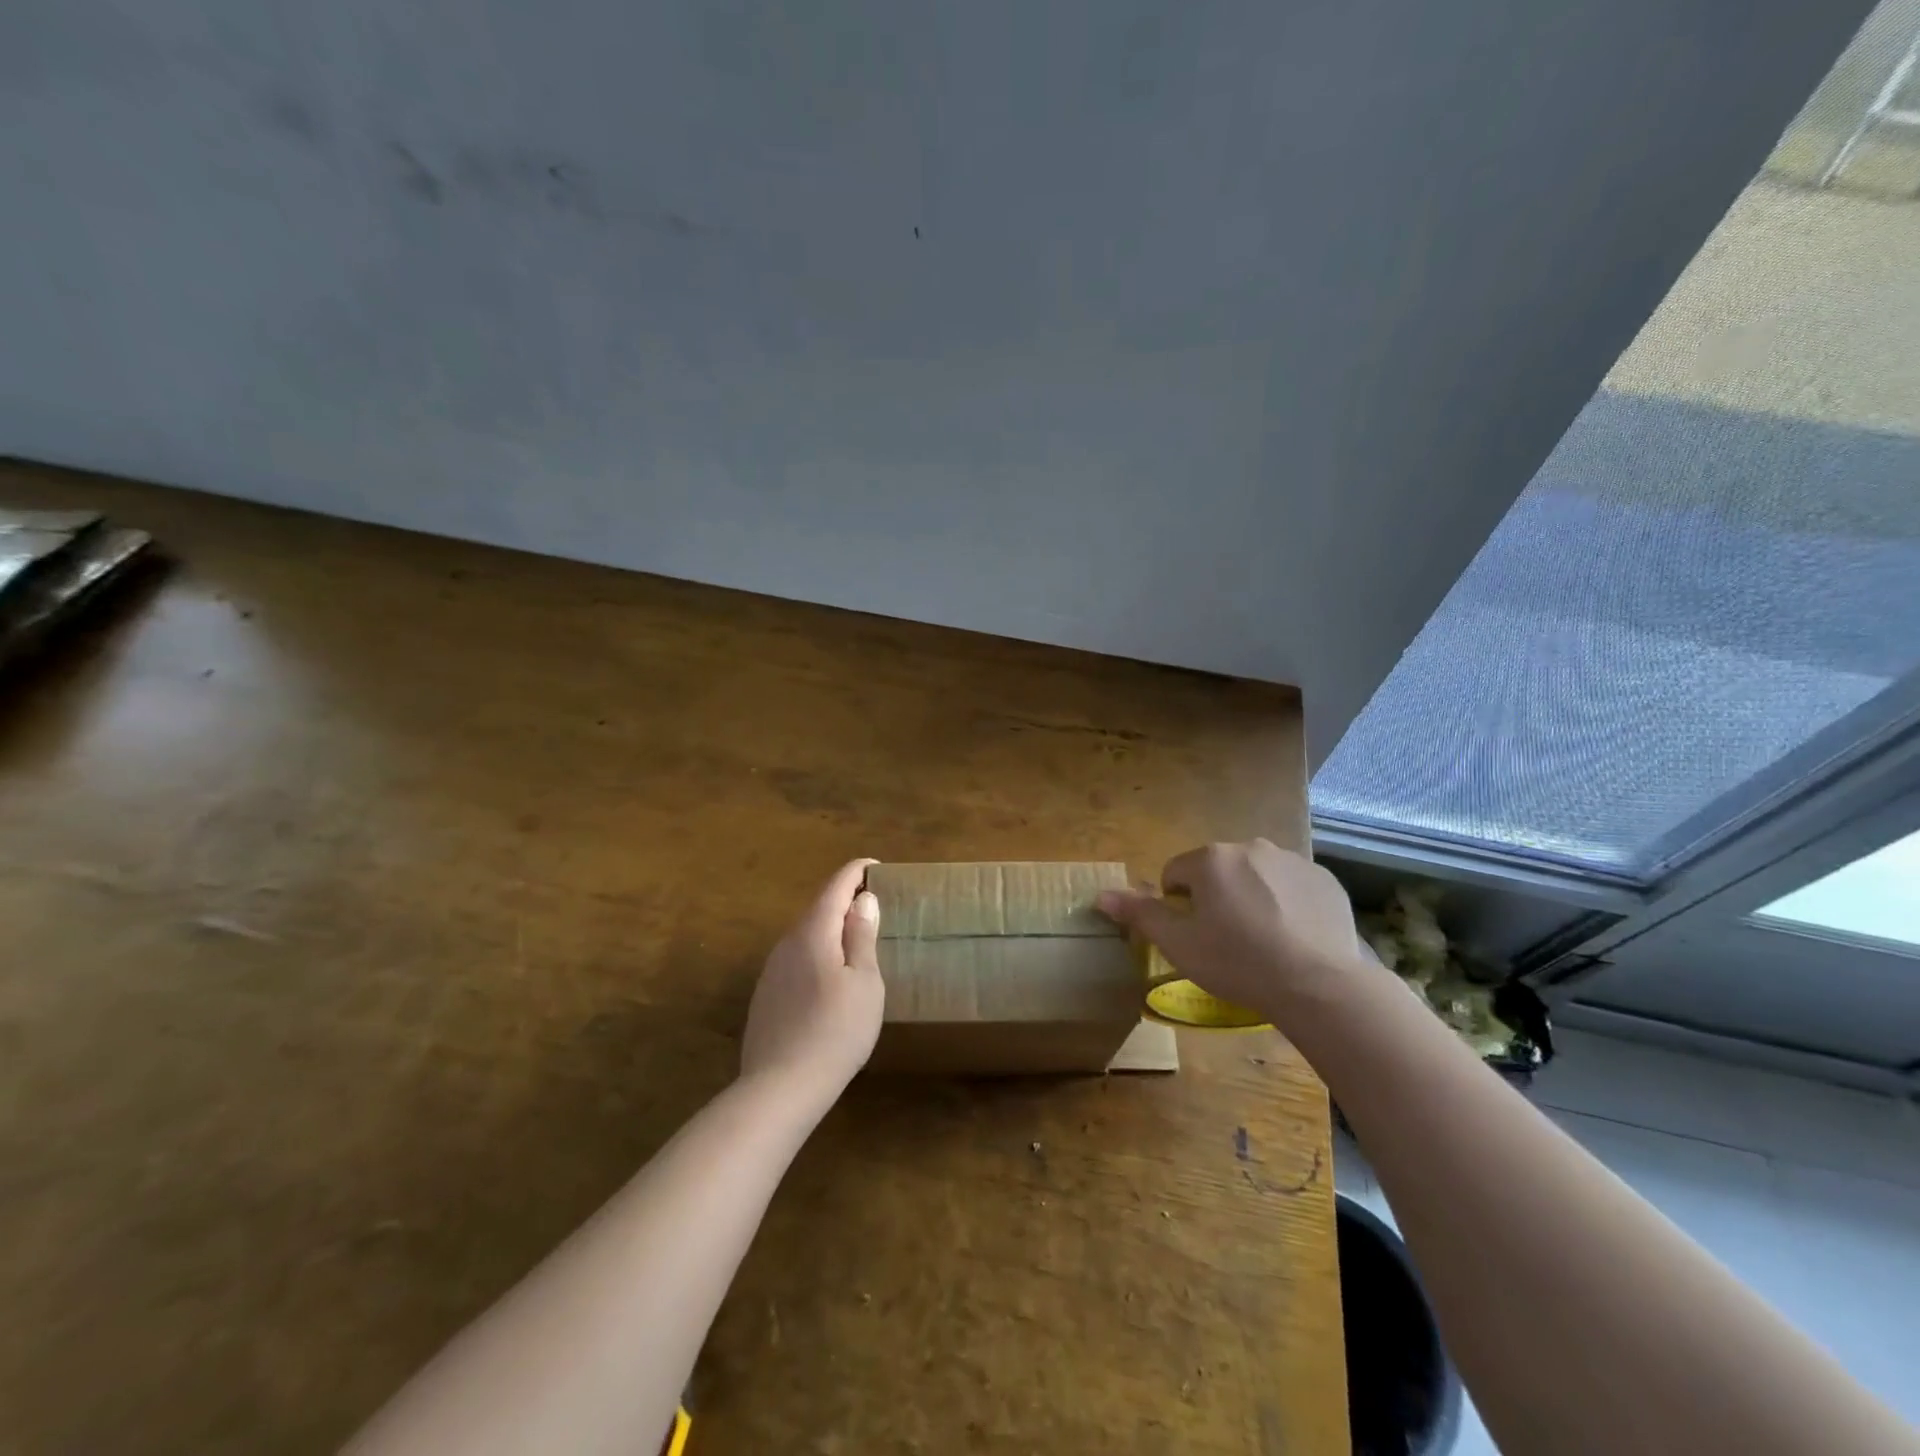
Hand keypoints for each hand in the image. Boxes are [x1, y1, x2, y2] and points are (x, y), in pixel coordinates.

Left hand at [741, 858, 885, 1100]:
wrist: (780, 1088)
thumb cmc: (835, 1031)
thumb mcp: (864, 982)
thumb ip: (862, 936)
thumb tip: (863, 900)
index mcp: (814, 932)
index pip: (835, 886)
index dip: (856, 872)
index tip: (876, 866)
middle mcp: (787, 942)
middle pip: (818, 908)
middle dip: (845, 899)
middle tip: (873, 903)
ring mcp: (772, 970)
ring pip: (806, 935)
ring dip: (831, 928)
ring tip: (856, 938)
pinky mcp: (766, 995)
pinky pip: (797, 958)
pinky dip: (818, 952)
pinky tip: (830, 976)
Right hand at [1097, 840, 1364, 1020]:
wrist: (1318, 984)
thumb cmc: (1237, 962)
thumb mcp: (1179, 944)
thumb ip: (1140, 914)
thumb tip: (1101, 895)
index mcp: (1210, 859)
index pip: (1175, 873)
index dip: (1178, 906)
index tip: (1195, 935)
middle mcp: (1250, 847)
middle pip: (1217, 870)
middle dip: (1216, 897)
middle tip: (1227, 940)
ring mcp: (1291, 860)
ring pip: (1255, 875)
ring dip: (1251, 897)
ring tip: (1263, 941)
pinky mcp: (1323, 878)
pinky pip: (1292, 886)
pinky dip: (1287, 904)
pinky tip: (1294, 937)